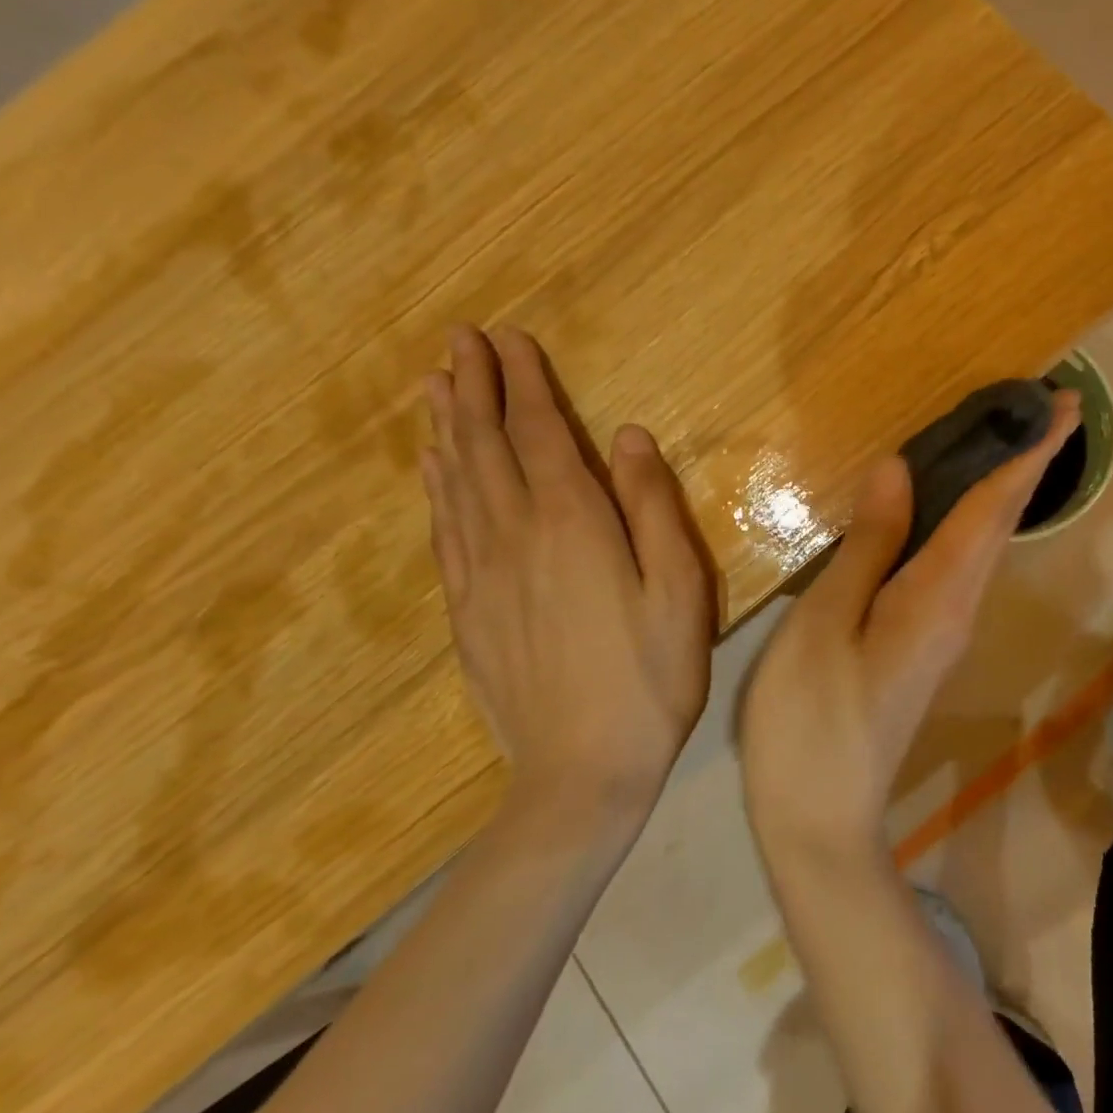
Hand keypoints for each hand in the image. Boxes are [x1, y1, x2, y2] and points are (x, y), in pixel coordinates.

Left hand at [421, 325, 713, 821]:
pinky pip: (444, 532)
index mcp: (572, 526)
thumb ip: (652, 507)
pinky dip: (436, 489)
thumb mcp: (679, 589)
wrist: (581, 774)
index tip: (507, 338)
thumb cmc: (650, 678)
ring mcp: (482, 576)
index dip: (523, 383)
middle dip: (474, 388)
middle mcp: (516, 537)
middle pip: (487, 448)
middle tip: (459, 341)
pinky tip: (432, 470)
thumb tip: (628, 436)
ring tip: (434, 386)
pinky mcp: (467, 611)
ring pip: (456, 484)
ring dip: (447, 429)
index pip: (539, 435)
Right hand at [739, 391, 1080, 861]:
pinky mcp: (926, 644)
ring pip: (983, 544)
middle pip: (1000, 523)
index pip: (993, 509)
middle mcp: (958, 607)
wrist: (823, 818)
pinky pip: (957, 564)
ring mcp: (944, 629)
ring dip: (1002, 491)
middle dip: (1028, 464)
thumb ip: (868, 545)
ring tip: (1003, 443)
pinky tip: (945, 507)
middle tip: (1043, 411)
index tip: (1063, 408)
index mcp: (937, 595)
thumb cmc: (811, 718)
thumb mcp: (826, 621)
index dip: (1028, 455)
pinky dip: (968, 521)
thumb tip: (898, 470)